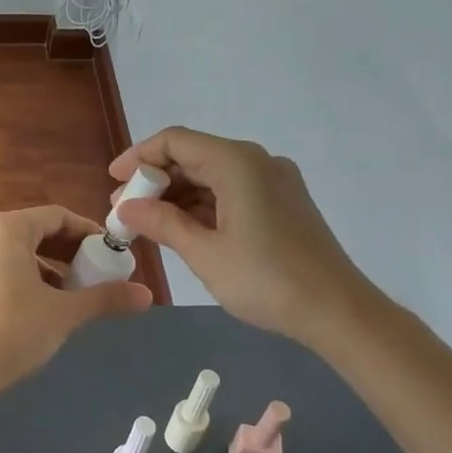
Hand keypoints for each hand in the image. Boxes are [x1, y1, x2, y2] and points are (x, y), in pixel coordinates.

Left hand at [0, 206, 152, 389]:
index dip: (88, 232)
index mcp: (6, 229)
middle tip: (97, 272)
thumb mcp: (65, 313)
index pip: (56, 216)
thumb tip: (147, 295)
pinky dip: (27, 277)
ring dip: (50, 266)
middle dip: (70, 251)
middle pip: (36, 231)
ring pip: (19, 251)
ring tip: (74, 293)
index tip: (110, 253)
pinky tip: (44, 305)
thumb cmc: (13, 331)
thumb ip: (105, 298)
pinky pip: (2, 267)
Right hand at [110, 127, 377, 347]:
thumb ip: (161, 222)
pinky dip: (203, 205)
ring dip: (177, 195)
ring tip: (147, 225)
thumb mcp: (204, 253)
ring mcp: (273, 181)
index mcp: (237, 163)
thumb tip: (125, 207)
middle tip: (125, 210)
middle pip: (193, 156)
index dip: (138, 157)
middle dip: (155, 180)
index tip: (113, 182)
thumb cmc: (266, 279)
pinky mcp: (282, 202)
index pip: (175, 141)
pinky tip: (183, 229)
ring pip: (211, 175)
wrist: (337, 311)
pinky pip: (231, 191)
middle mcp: (256, 161)